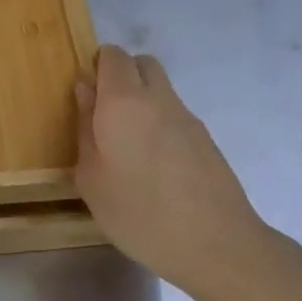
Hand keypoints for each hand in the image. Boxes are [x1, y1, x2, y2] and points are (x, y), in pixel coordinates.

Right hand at [75, 45, 272, 282]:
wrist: (216, 244)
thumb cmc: (139, 213)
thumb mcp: (91, 178)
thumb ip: (85, 128)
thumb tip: (85, 91)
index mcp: (123, 102)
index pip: (113, 56)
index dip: (97, 66)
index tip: (86, 96)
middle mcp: (158, 99)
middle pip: (142, 64)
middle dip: (122, 76)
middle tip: (104, 114)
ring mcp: (187, 118)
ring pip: (161, 89)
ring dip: (142, 101)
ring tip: (128, 146)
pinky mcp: (206, 140)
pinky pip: (175, 116)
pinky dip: (160, 125)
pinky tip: (154, 166)